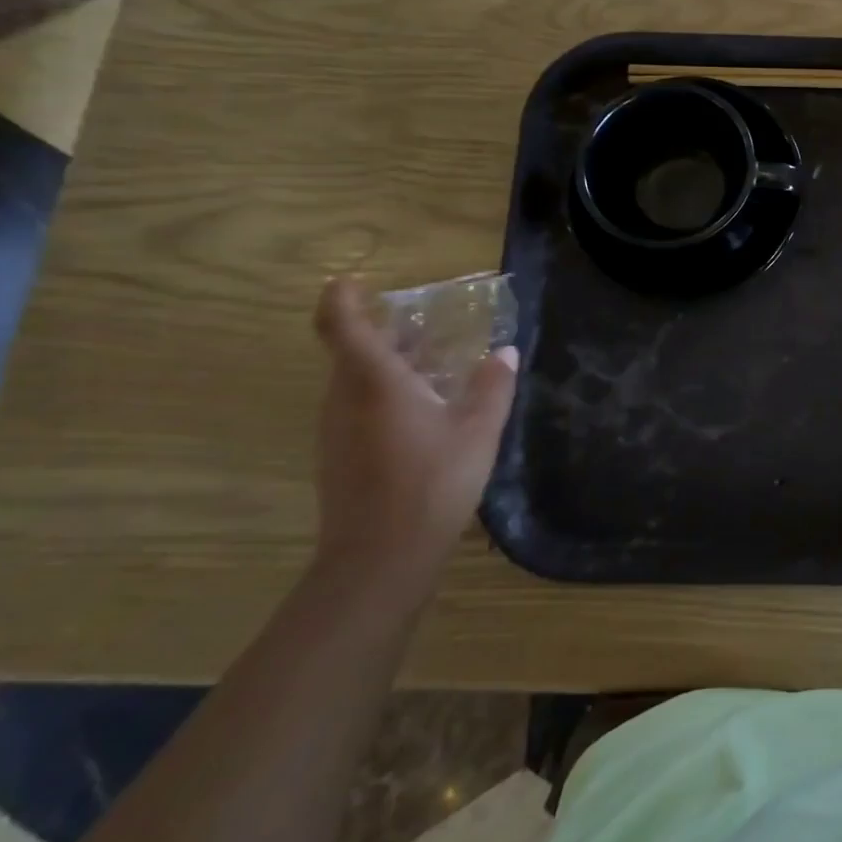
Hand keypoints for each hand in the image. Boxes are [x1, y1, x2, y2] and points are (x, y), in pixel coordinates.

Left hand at [311, 277, 517, 599]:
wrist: (379, 560)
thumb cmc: (432, 483)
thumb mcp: (478, 431)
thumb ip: (493, 386)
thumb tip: (505, 353)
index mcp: (374, 382)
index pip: (341, 325)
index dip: (342, 298)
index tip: (354, 281)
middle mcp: (344, 398)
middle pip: (350, 351)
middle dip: (382, 332)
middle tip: (424, 326)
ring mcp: (335, 430)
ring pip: (353, 381)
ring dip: (387, 365)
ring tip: (434, 367)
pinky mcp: (338, 457)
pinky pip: (357, 408)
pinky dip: (384, 395)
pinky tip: (424, 413)